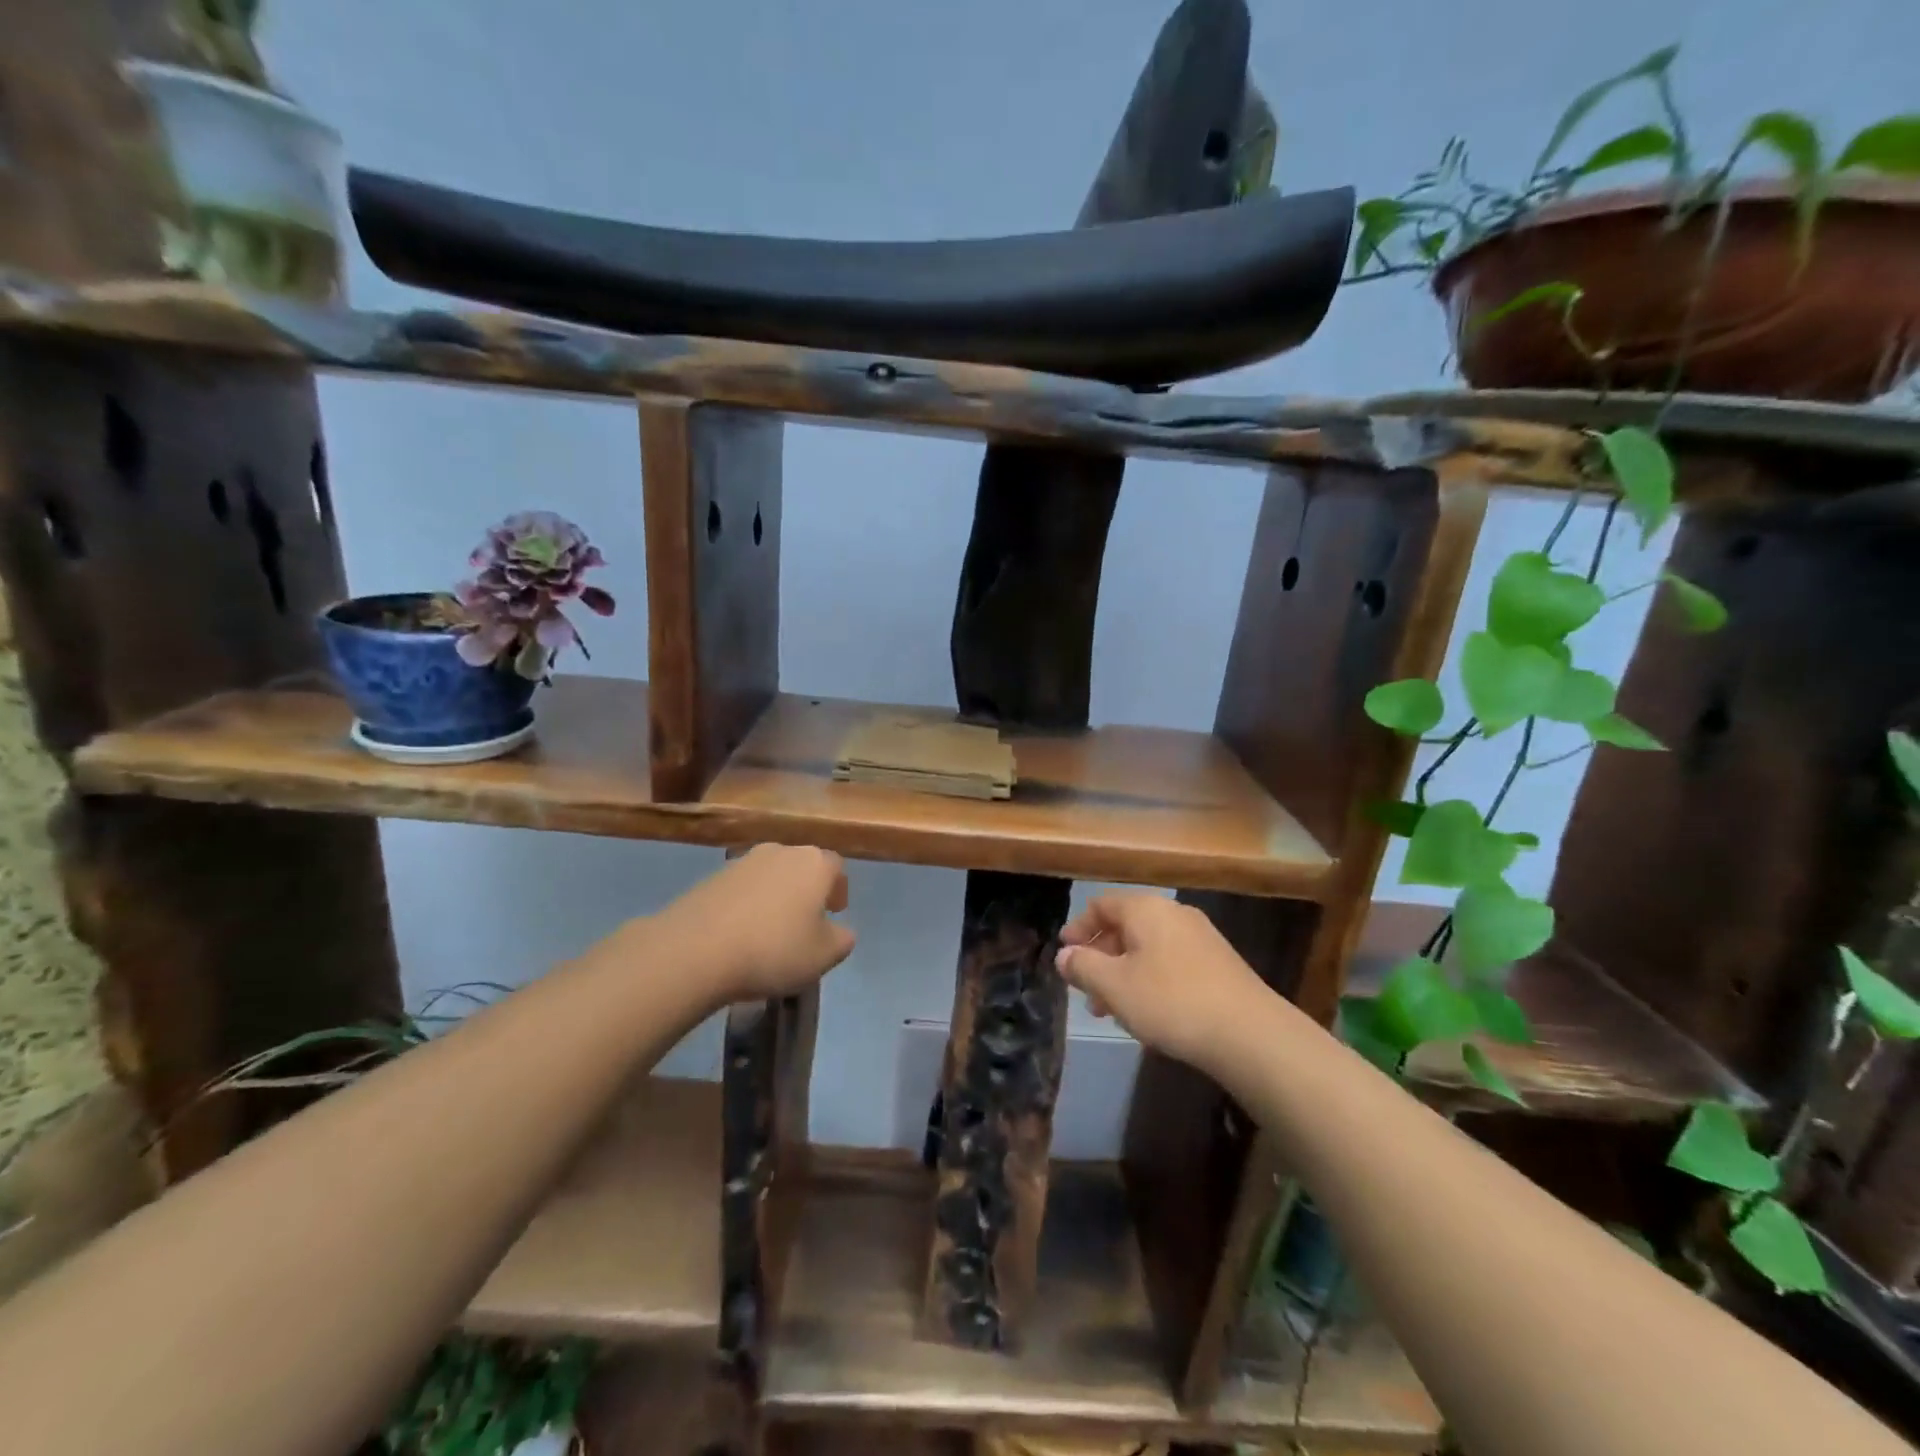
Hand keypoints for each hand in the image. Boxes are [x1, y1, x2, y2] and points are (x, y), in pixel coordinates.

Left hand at [660, 845, 855, 1001]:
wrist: (695, 950)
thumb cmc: (774, 950)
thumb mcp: (824, 956)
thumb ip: (842, 940)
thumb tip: (840, 930)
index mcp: (814, 863)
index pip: (836, 866)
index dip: (838, 889)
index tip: (834, 913)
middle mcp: (781, 851)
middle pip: (802, 866)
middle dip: (806, 890)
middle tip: (804, 921)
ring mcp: (742, 861)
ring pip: (770, 876)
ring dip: (775, 896)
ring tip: (769, 931)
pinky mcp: (711, 877)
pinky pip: (741, 889)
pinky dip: (746, 905)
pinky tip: (739, 934)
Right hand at [1056, 893, 1268, 1070]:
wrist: (1249, 1033)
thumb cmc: (1170, 1001)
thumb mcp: (1114, 986)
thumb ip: (1083, 967)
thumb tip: (1064, 955)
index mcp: (1146, 909)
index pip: (1101, 905)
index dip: (1078, 928)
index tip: (1064, 954)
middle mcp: (1174, 913)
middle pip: (1126, 927)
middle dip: (1101, 958)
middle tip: (1086, 992)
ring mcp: (1201, 938)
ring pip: (1149, 949)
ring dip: (1124, 974)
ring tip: (1113, 1012)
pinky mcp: (1220, 965)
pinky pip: (1172, 964)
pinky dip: (1151, 981)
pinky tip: (1150, 1016)